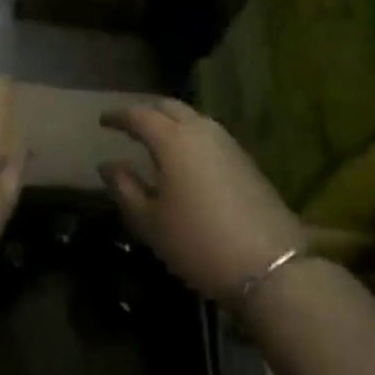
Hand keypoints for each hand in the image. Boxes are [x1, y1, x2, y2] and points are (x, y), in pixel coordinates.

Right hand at [98, 99, 307, 301]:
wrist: (271, 267)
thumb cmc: (197, 242)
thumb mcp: (150, 221)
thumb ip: (124, 188)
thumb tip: (107, 165)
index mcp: (172, 139)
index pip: (139, 115)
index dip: (118, 115)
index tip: (103, 120)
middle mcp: (200, 130)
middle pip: (169, 107)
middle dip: (147, 111)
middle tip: (130, 124)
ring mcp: (228, 143)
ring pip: (193, 118)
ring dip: (172, 122)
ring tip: (156, 139)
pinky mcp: (246, 160)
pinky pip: (209, 135)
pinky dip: (191, 137)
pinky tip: (187, 158)